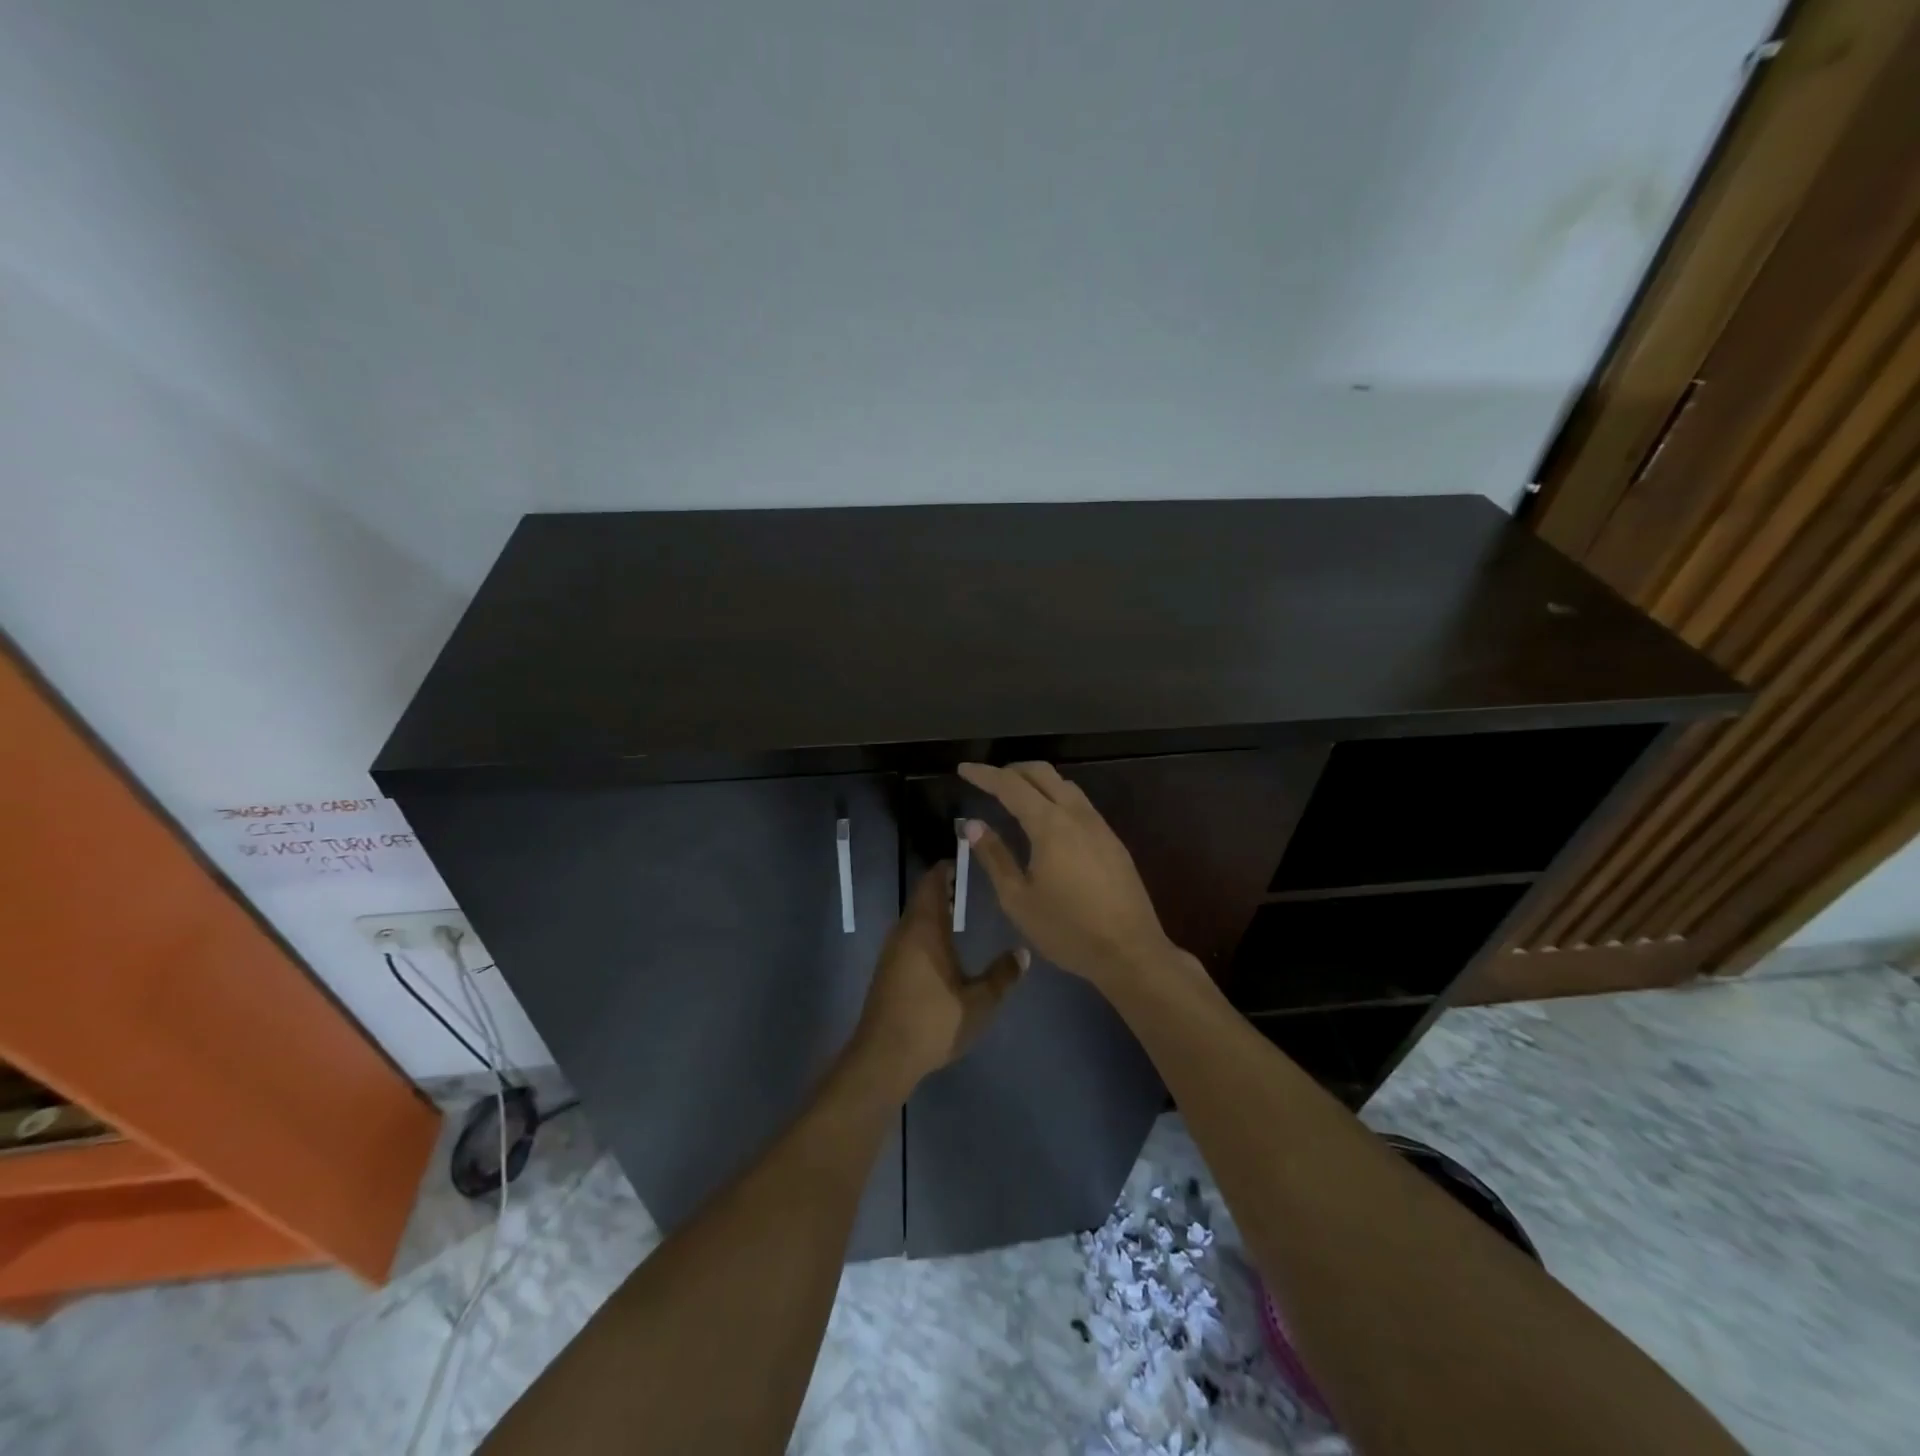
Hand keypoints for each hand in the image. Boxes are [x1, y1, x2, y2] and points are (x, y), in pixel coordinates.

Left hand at [849, 862, 1025, 1094]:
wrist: (883, 1057)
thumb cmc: (933, 1022)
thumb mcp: (979, 1003)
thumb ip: (1002, 975)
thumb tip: (1023, 952)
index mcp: (925, 928)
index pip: (932, 882)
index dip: (946, 868)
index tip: (966, 860)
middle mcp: (905, 932)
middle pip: (922, 898)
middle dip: (944, 888)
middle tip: (971, 886)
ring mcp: (892, 951)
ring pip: (914, 918)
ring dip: (934, 911)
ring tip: (961, 912)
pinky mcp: (887, 971)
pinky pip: (908, 937)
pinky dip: (926, 931)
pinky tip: (943, 948)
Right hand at [958, 761, 1181, 988]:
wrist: (1130, 951)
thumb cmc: (1067, 930)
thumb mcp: (1018, 899)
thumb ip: (994, 857)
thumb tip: (972, 825)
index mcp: (1050, 825)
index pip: (1010, 786)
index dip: (984, 774)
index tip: (963, 769)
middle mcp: (1076, 815)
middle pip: (1042, 773)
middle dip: (1011, 769)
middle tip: (988, 780)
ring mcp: (1099, 825)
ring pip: (1064, 785)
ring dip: (1036, 781)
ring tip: (1015, 795)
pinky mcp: (1112, 840)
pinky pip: (1079, 803)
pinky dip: (1056, 797)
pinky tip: (1047, 819)